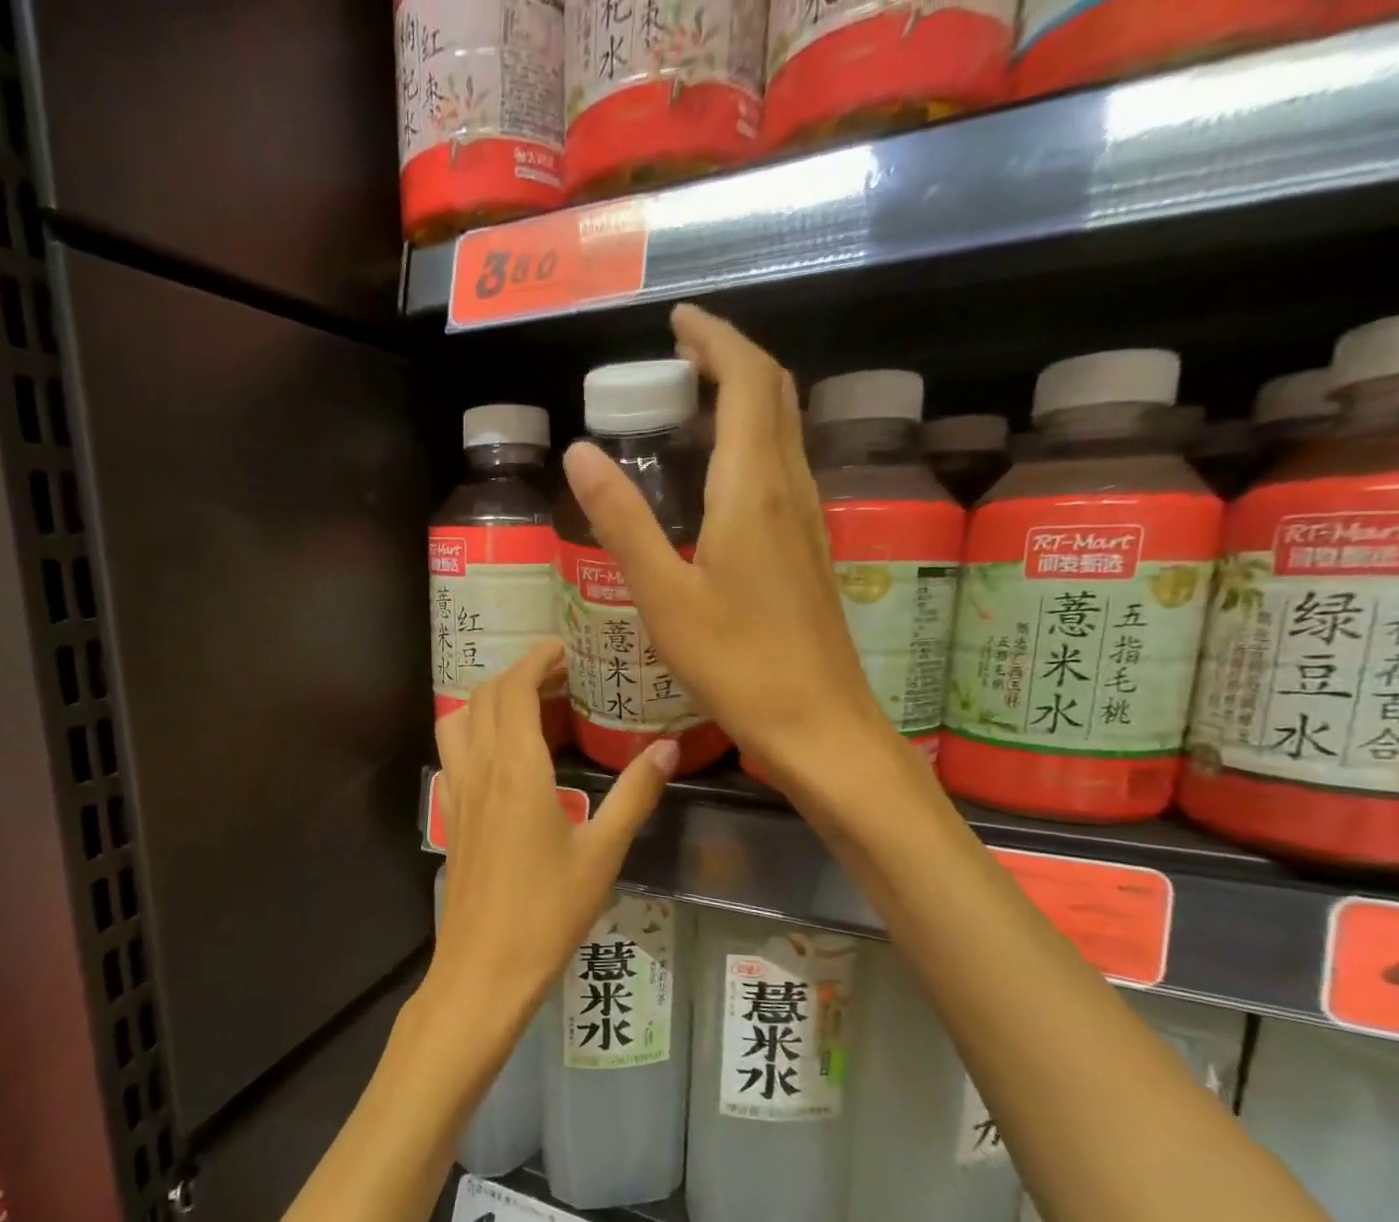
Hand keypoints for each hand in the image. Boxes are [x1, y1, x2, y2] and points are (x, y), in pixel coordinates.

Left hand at [429, 642, 675, 1032]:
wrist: (485, 969)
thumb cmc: (548, 912)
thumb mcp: (603, 853)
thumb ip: (634, 795)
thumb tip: (666, 749)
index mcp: (516, 770)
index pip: (513, 690)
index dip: (536, 661)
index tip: (565, 650)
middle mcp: (479, 770)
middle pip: (483, 698)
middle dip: (517, 675)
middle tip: (560, 677)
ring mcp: (458, 794)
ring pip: (458, 722)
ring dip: (488, 701)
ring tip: (528, 707)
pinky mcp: (452, 818)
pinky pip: (453, 755)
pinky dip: (473, 733)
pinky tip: (504, 757)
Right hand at [561, 304, 893, 789]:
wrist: (817, 723)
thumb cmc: (736, 664)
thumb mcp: (664, 596)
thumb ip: (623, 521)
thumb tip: (580, 453)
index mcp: (753, 490)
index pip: (746, 381)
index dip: (714, 339)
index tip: (677, 322)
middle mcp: (790, 489)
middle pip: (774, 394)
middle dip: (731, 359)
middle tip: (679, 358)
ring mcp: (808, 519)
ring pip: (784, 430)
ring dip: (745, 399)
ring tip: (692, 405)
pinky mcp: (810, 549)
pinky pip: (784, 468)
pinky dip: (752, 443)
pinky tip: (719, 478)